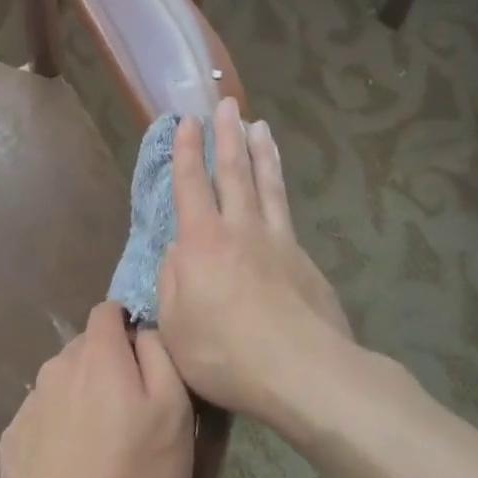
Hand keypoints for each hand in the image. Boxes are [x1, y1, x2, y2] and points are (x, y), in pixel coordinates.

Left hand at [0, 302, 193, 477]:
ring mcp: (28, 404)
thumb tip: (143, 331)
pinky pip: (41, 418)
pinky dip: (57, 430)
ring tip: (99, 445)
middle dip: (106, 366)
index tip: (143, 359)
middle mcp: (55, 368)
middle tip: (128, 412)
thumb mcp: (175, 415)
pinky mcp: (9, 440)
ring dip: (80, 398)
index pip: (107, 311)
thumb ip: (160, 357)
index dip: (127, 327)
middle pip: (84, 349)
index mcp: (97, 355)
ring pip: (61, 383)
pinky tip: (69, 468)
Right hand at [157, 99, 352, 426]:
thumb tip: (178, 251)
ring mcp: (279, 242)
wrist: (304, 373)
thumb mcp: (175, 326)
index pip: (190, 185)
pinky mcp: (305, 260)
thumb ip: (172, 281)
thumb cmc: (225, 353)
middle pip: (233, 172)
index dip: (186, 151)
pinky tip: (279, 190)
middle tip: (226, 104)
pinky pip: (287, 213)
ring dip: (260, 152)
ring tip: (259, 126)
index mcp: (203, 243)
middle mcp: (241, 230)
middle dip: (227, 135)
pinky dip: (280, 190)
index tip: (187, 120)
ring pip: (268, 185)